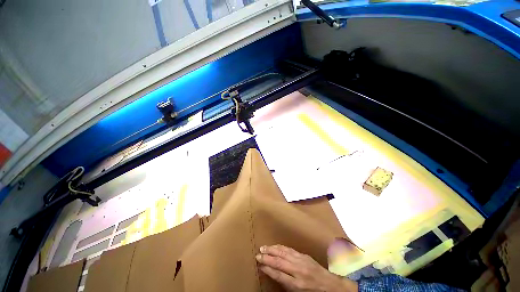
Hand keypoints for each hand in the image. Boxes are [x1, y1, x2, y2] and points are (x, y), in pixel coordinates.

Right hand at [256, 245, 357, 291]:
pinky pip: (290, 250)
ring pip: (283, 253)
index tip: (259, 264)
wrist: (330, 286)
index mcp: (297, 284)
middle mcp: (298, 270)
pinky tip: (276, 246)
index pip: (278, 274)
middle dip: (267, 257)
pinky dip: (281, 247)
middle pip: (279, 261)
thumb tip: (273, 273)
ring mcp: (301, 261)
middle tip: (258, 253)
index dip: (267, 268)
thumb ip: (285, 283)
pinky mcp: (304, 255)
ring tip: (264, 247)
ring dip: (272, 249)